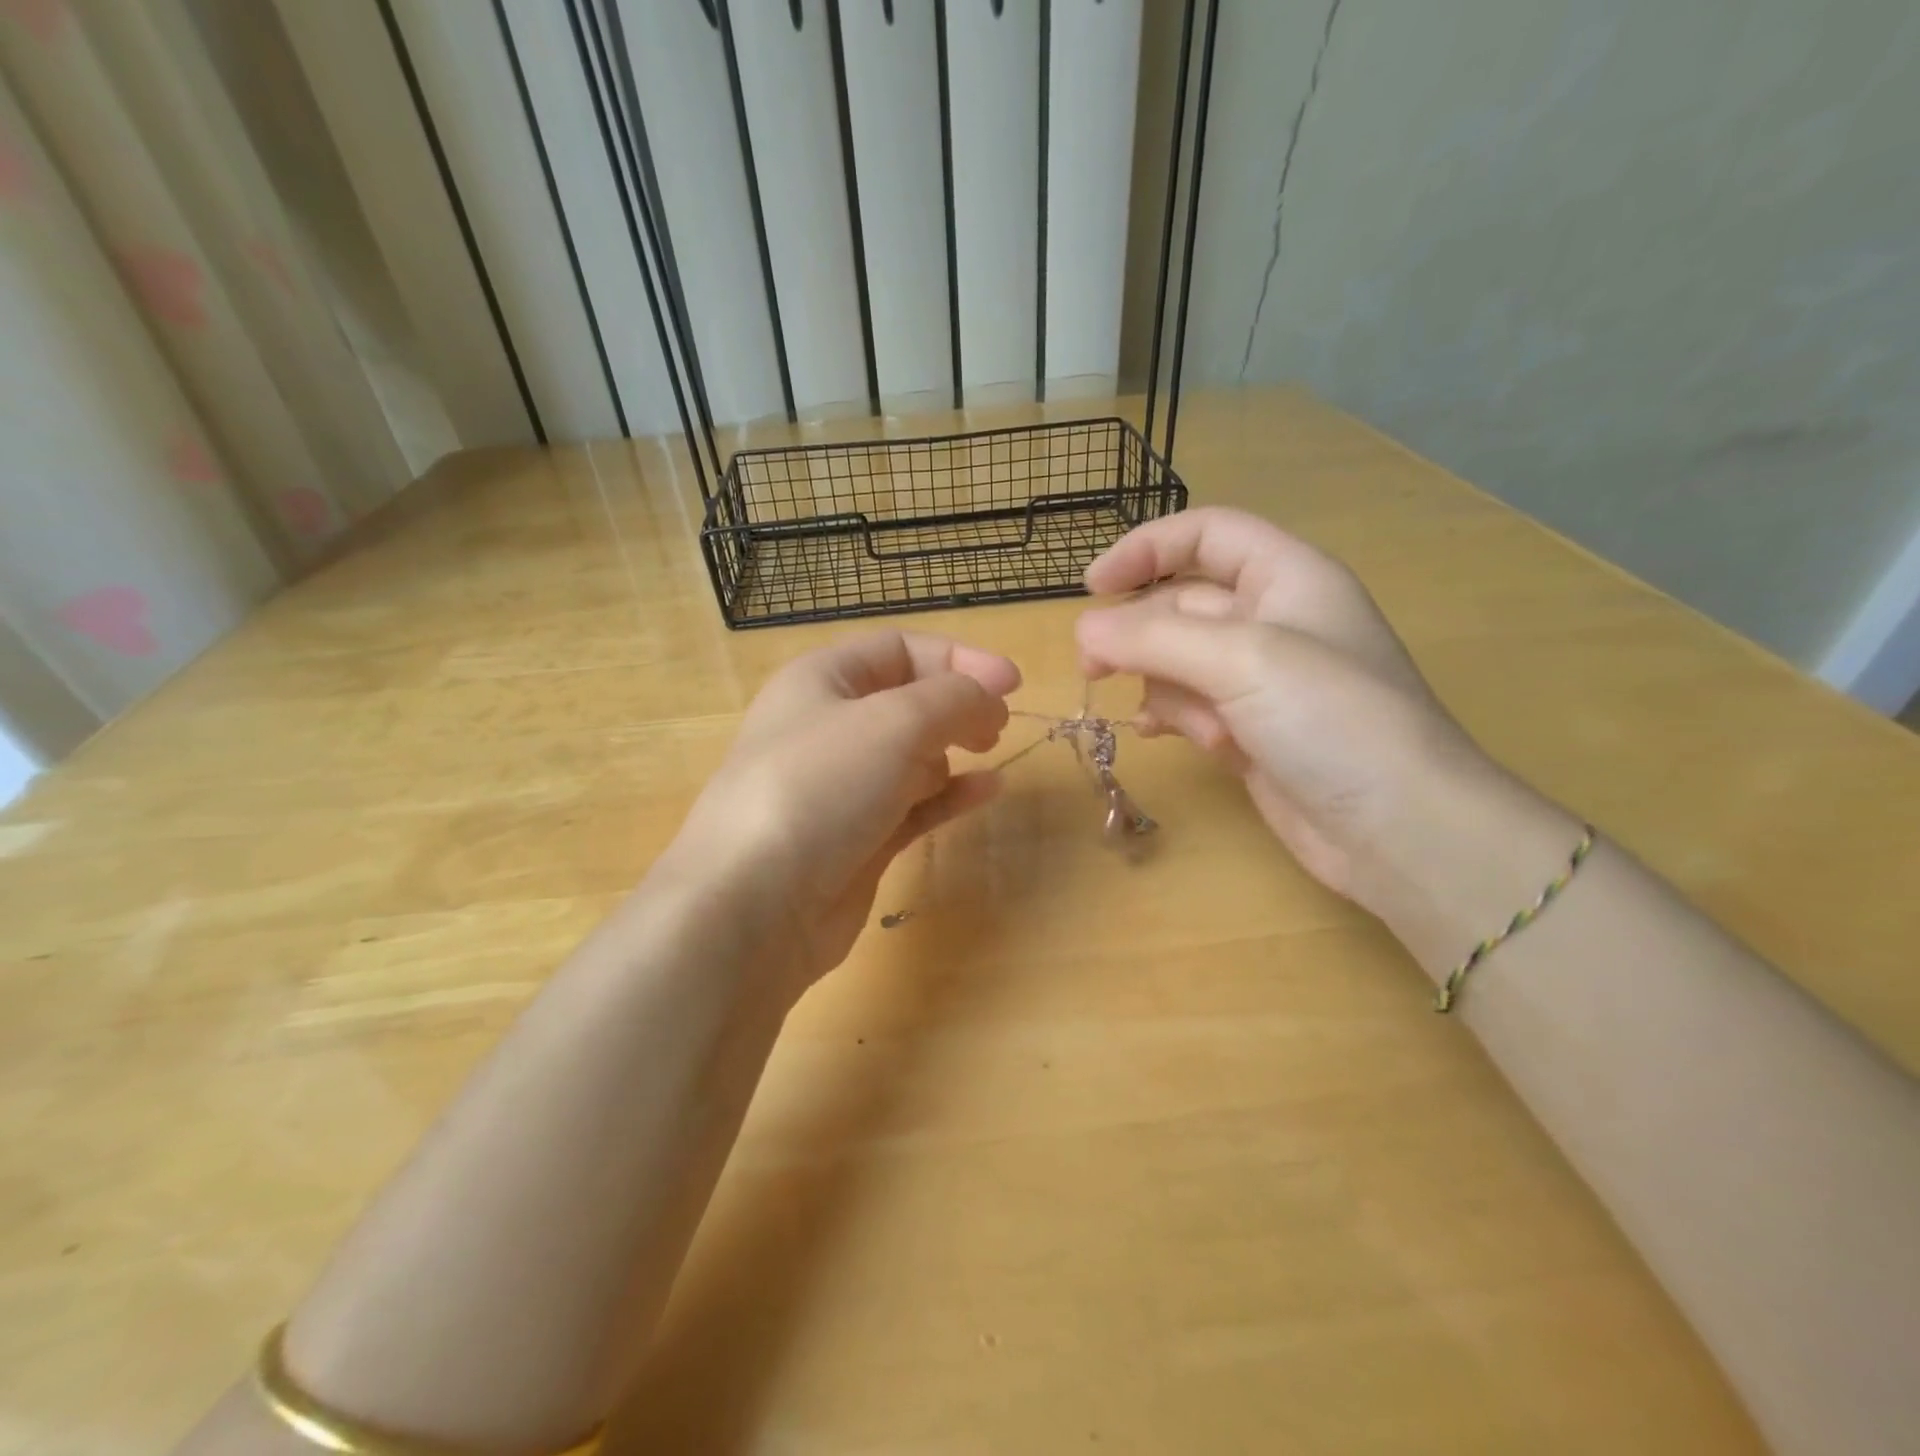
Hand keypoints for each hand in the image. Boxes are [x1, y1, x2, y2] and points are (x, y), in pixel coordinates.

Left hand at [668, 630, 1018, 988]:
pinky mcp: (857, 839)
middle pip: (906, 700)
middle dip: (957, 703)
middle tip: (998, 724)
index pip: (899, 649)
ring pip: (911, 754)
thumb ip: (954, 699)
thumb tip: (989, 701)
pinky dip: (950, 794)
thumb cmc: (820, 788)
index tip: (1011, 683)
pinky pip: (913, 805)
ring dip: (953, 747)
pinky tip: (987, 790)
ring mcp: (841, 787)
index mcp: (822, 680)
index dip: (959, 658)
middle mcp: (828, 727)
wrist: (755, 904)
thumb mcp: (895, 722)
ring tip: (988, 751)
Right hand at [1076, 507, 1490, 912]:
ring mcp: (1261, 681)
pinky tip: (1162, 736)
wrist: (1398, 830)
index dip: (1146, 548)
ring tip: (1177, 722)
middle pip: (1182, 603)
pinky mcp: (1250, 731)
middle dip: (1139, 632)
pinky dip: (1171, 716)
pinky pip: (1189, 706)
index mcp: (1288, 577)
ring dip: (1163, 685)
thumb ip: (1154, 637)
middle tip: (1094, 667)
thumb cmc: (1331, 720)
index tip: (1091, 588)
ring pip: (1178, 660)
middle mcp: (1274, 621)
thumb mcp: (1240, 659)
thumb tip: (1084, 629)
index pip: (1206, 535)